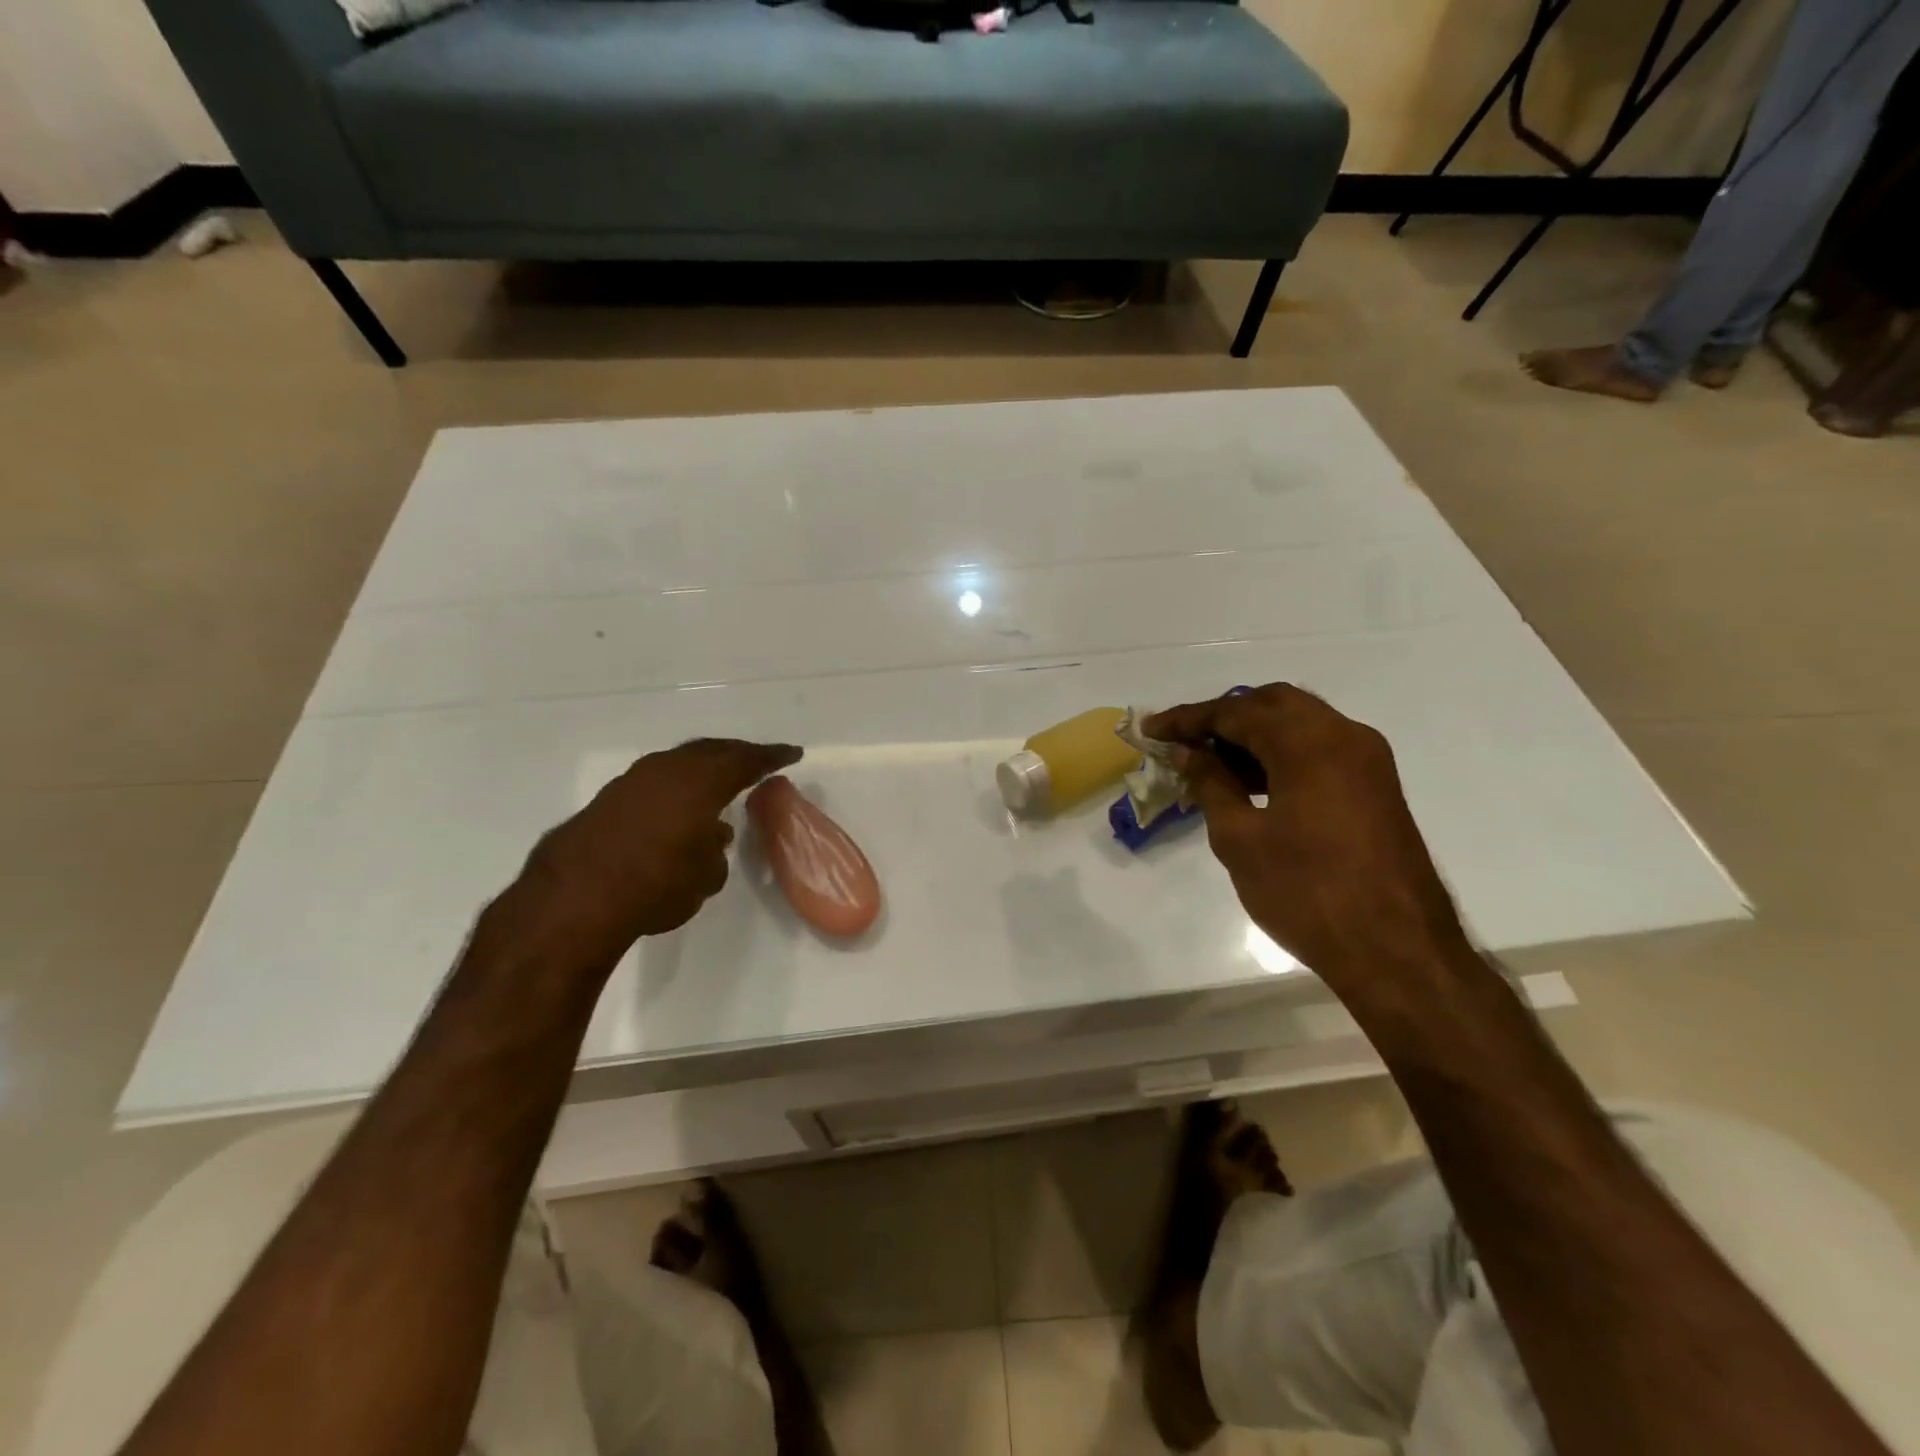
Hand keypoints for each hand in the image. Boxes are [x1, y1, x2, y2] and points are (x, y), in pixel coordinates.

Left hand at [515, 738, 802, 966]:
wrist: (573, 900)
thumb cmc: (656, 885)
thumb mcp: (705, 876)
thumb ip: (715, 850)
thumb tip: (712, 835)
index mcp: (700, 782)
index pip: (745, 761)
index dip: (771, 757)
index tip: (791, 754)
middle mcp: (667, 771)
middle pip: (710, 751)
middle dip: (736, 754)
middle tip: (756, 760)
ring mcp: (632, 781)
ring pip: (678, 764)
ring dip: (701, 770)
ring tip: (717, 782)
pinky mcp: (607, 800)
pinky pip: (654, 782)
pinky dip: (674, 787)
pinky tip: (677, 807)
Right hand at [1144, 685, 1470, 985]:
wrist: (1397, 952)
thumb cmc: (1307, 893)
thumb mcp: (1240, 839)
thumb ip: (1211, 784)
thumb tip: (1188, 752)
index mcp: (1309, 742)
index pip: (1236, 711)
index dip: (1188, 719)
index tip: (1151, 729)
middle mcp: (1344, 736)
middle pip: (1273, 704)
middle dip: (1224, 716)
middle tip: (1184, 741)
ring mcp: (1367, 761)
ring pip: (1300, 724)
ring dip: (1253, 734)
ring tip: (1209, 763)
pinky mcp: (1375, 787)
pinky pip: (1319, 750)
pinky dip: (1281, 754)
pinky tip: (1250, 782)